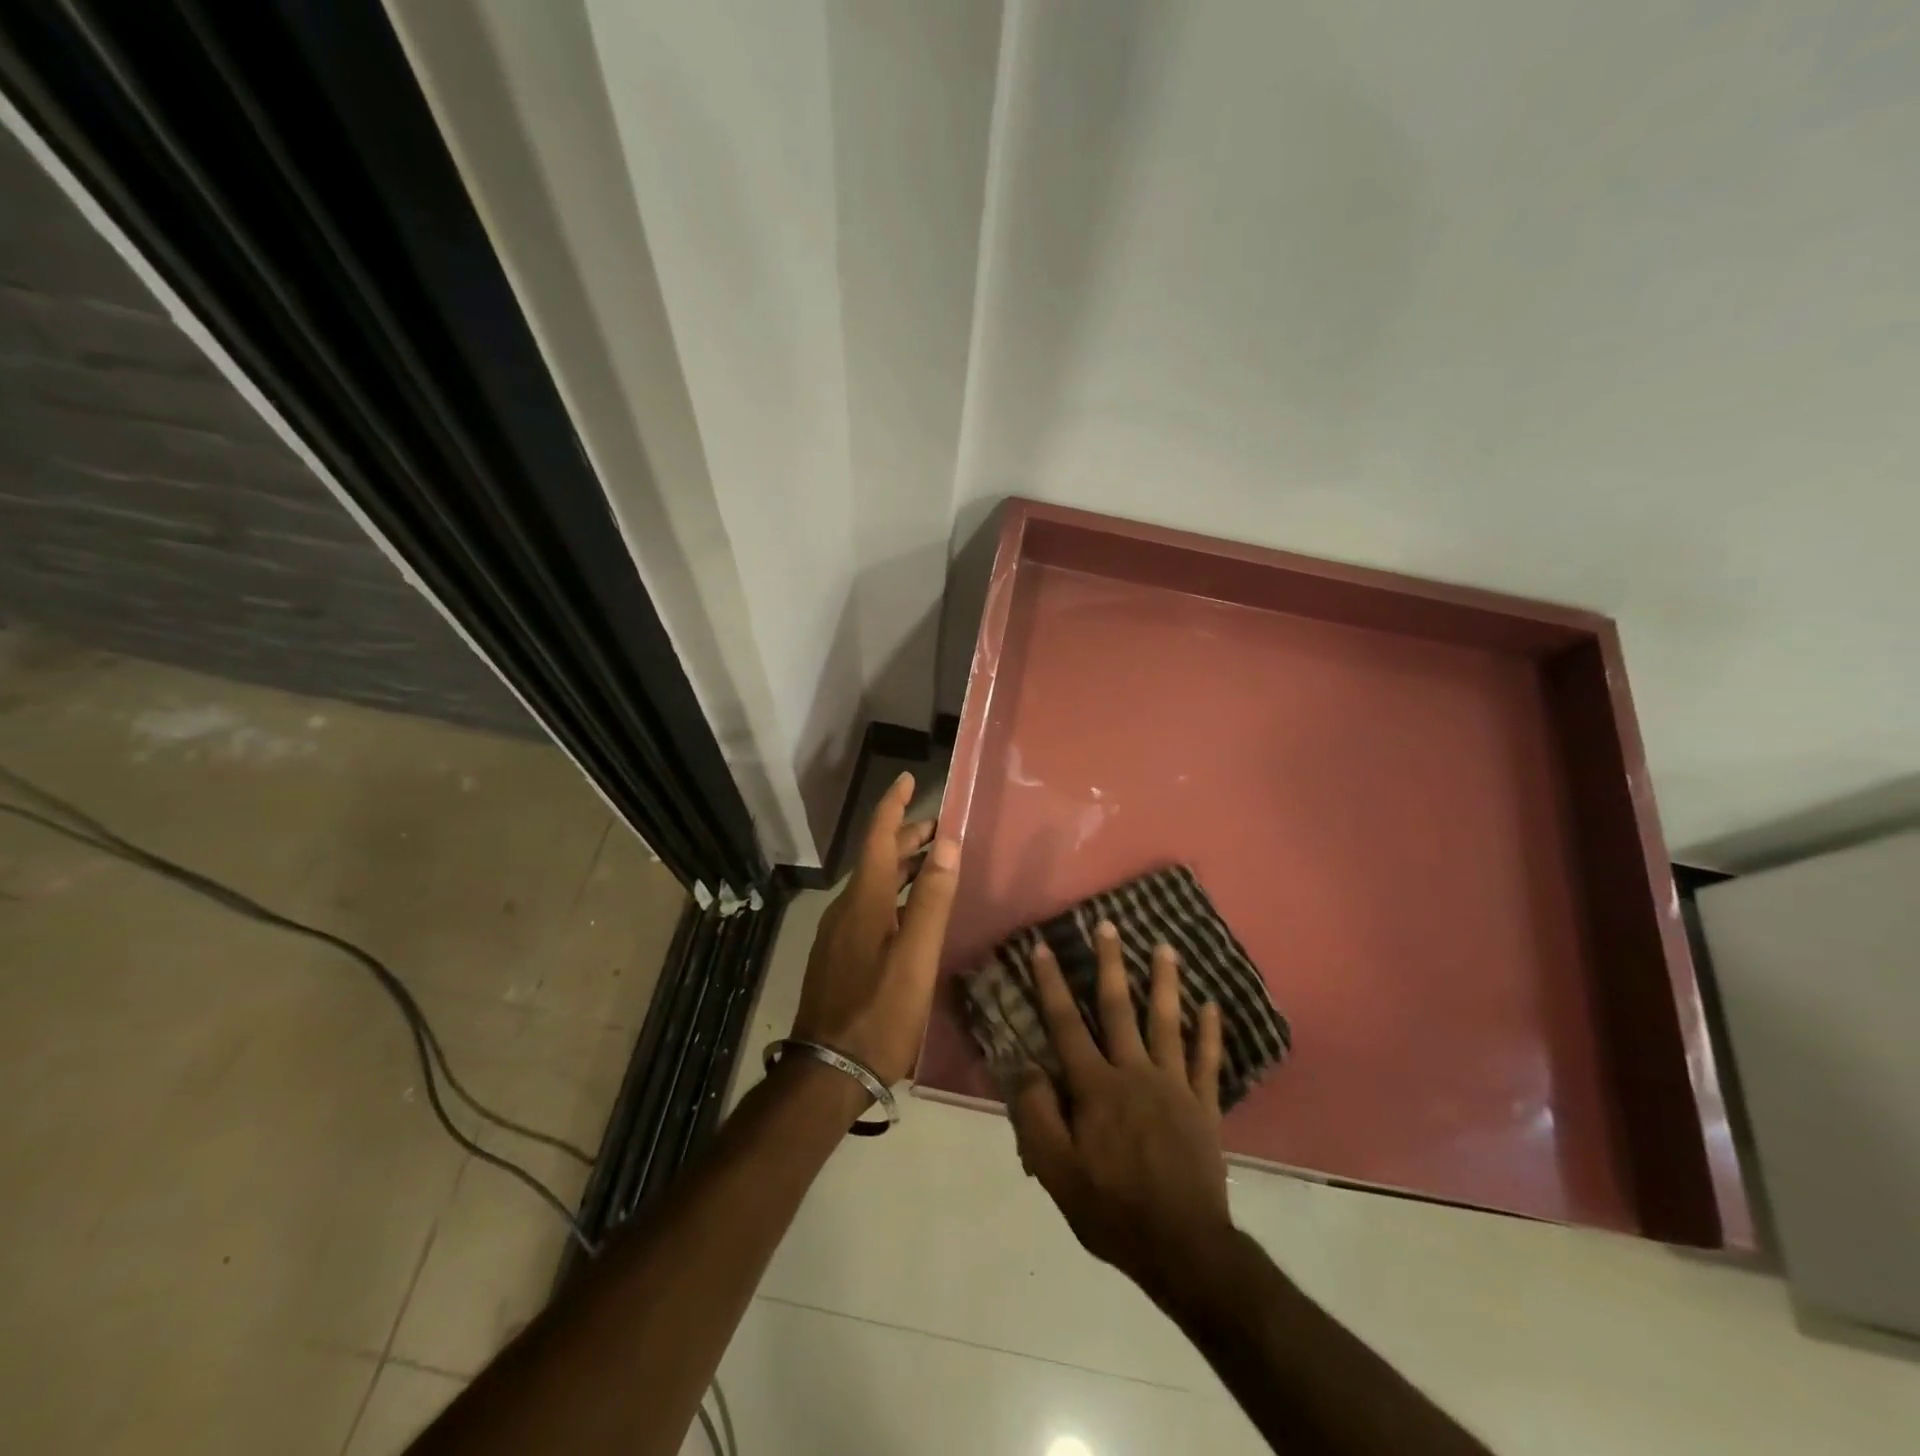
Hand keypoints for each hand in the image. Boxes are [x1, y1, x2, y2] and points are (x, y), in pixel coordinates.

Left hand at [791, 772, 961, 1085]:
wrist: (827, 1072)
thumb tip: (947, 845)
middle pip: (877, 859)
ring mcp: (839, 934)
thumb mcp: (915, 958)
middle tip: (940, 828)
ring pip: (873, 885)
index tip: (907, 779)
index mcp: (864, 901)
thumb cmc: (879, 1014)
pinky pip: (869, 907)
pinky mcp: (839, 956)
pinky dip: (893, 893)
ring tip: (932, 862)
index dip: (892, 806)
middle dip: (906, 837)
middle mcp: (847, 908)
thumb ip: (931, 901)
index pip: (878, 838)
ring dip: (901, 866)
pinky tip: (910, 911)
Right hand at [1009, 921, 1231, 1298]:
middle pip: (1118, 1008)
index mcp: (1095, 1087)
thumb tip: (1022, 1063)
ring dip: (1164, 982)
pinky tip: (1212, 1004)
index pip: (1066, 1024)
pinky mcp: (1203, 1106)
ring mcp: (1174, 1086)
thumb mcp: (1056, 1170)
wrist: (1183, 1248)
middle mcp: (1134, 1073)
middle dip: (1110, 963)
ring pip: (1166, 1022)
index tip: (1043, 947)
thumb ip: (1036, 1113)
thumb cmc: (1112, 1209)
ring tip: (1164, 947)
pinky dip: (1210, 1031)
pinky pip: (1207, 1061)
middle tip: (1109, 924)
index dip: (1051, 984)